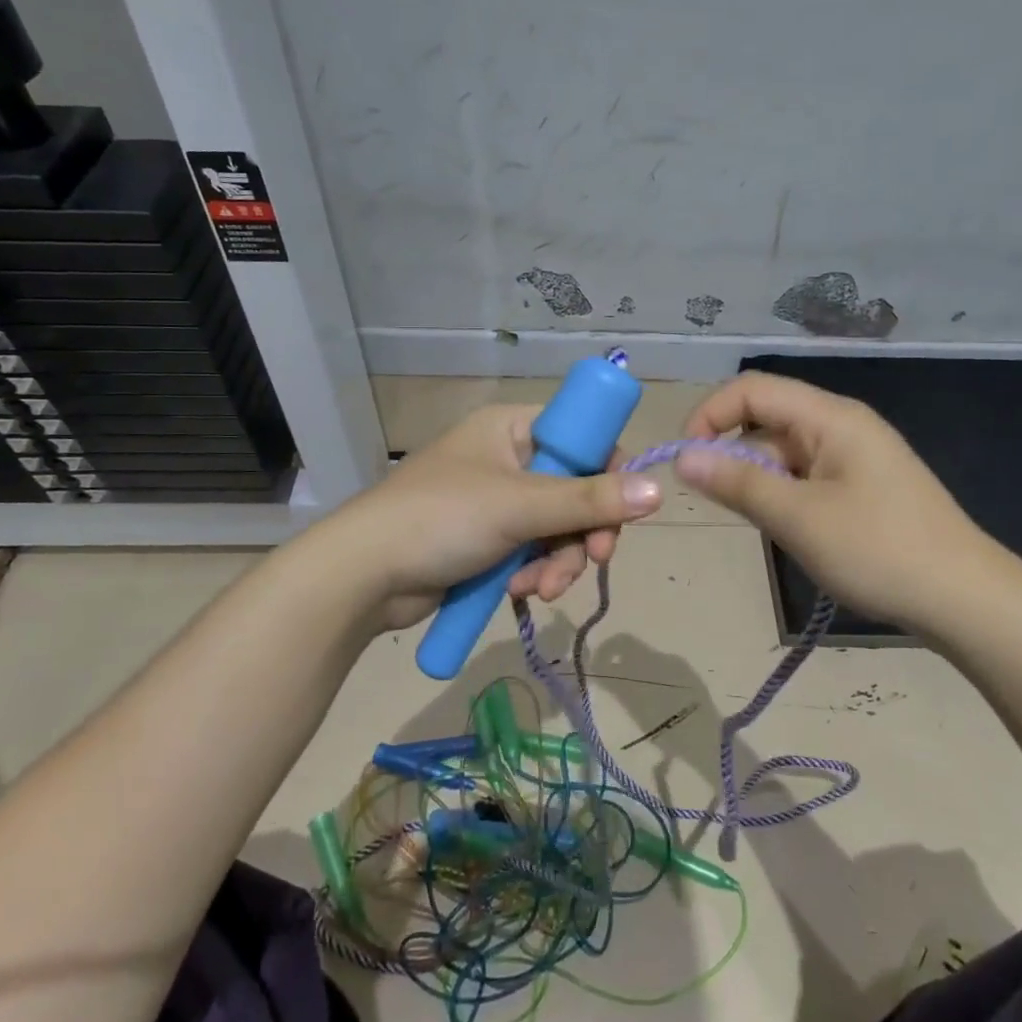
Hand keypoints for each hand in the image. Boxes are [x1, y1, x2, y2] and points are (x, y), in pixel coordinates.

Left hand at [322, 404, 662, 632]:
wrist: (362, 577)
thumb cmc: (441, 519)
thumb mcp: (519, 506)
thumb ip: (590, 499)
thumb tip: (658, 490)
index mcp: (512, 429)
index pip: (582, 436)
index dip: (608, 470)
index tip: (622, 508)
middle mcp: (508, 459)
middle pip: (576, 490)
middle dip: (582, 532)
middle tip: (592, 560)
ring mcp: (497, 503)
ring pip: (557, 529)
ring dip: (558, 562)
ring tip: (539, 588)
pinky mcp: (488, 542)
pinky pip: (533, 553)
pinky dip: (534, 573)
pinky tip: (520, 593)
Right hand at [674, 372, 997, 637]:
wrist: (965, 599)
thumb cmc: (878, 550)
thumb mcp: (798, 517)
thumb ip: (737, 482)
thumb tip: (682, 456)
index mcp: (830, 417)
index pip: (752, 389)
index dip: (710, 415)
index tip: (686, 459)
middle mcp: (841, 425)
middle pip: (767, 418)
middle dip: (732, 452)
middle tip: (720, 502)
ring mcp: (853, 455)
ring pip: (783, 451)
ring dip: (758, 479)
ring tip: (763, 524)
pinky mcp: (861, 485)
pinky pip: (805, 475)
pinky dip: (783, 494)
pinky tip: (788, 529)